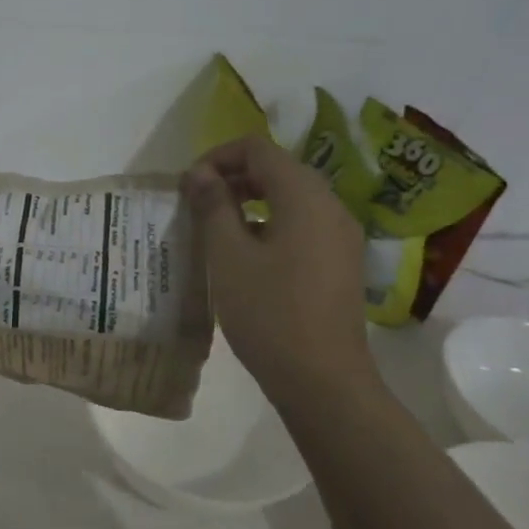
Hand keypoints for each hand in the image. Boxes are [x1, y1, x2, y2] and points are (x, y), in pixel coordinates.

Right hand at [183, 136, 376, 405]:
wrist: (323, 380)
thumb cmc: (269, 313)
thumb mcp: (229, 257)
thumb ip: (213, 207)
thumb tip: (200, 173)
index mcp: (304, 196)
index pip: (258, 149)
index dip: (218, 156)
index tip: (188, 185)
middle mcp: (330, 206)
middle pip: (278, 169)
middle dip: (233, 177)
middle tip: (196, 203)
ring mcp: (340, 235)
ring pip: (291, 197)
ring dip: (250, 201)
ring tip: (215, 227)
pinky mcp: (340, 262)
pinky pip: (302, 224)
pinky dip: (270, 223)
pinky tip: (246, 254)